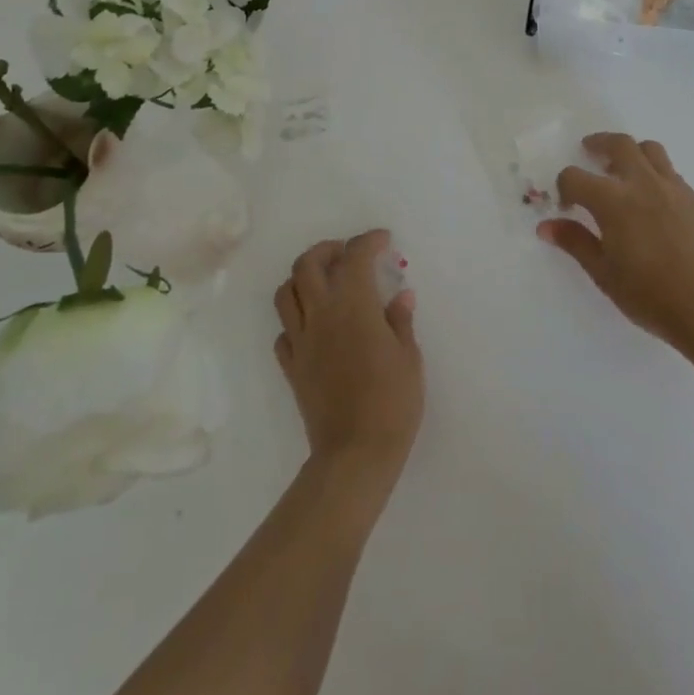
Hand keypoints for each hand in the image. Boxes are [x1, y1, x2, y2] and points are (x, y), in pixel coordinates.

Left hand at [274, 229, 423, 485]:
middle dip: (326, 250)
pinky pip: (284, 332)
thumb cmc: (392, 403)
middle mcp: (321, 314)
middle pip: (307, 265)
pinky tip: (314, 328)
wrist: (355, 454)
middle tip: (346, 254)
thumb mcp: (409, 358)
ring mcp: (301, 341)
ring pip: (286, 293)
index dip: (368, 241)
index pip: (355, 256)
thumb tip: (401, 296)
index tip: (382, 240)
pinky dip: (296, 321)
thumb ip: (401, 322)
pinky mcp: (291, 367)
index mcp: (354, 306)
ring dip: (302, 279)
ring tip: (323, 284)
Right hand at [538, 132, 693, 350]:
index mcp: (613, 201)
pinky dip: (653, 171)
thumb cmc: (650, 295)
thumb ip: (575, 242)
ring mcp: (672, 188)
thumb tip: (546, 226)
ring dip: (630, 151)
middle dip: (598, 144)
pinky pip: (669, 170)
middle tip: (589, 151)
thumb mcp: (603, 273)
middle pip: (618, 144)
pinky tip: (650, 197)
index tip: (567, 207)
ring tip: (622, 169)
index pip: (575, 177)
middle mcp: (642, 184)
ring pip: (649, 149)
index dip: (564, 188)